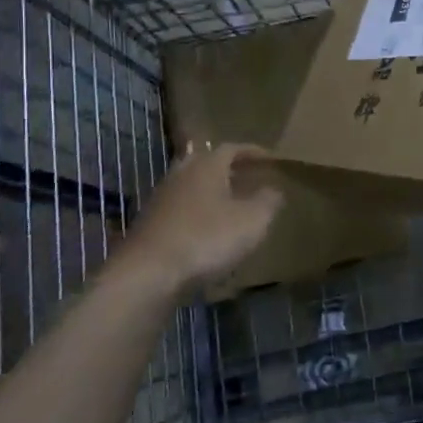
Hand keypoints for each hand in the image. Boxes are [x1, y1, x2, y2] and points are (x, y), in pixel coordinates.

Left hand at [116, 143, 282, 296]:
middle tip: (248, 178)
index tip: (270, 158)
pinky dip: (197, 214)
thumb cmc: (207, 237)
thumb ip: (268, 201)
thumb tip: (273, 190)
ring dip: (211, 192)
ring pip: (192, 187)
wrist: (148, 273)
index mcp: (207, 166)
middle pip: (206, 164)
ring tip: (231, 205)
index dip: (253, 152)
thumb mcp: (253, 220)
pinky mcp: (149, 225)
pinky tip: (209, 231)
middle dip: (228, 169)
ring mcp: (161, 199)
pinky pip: (181, 210)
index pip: (232, 148)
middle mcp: (181, 175)